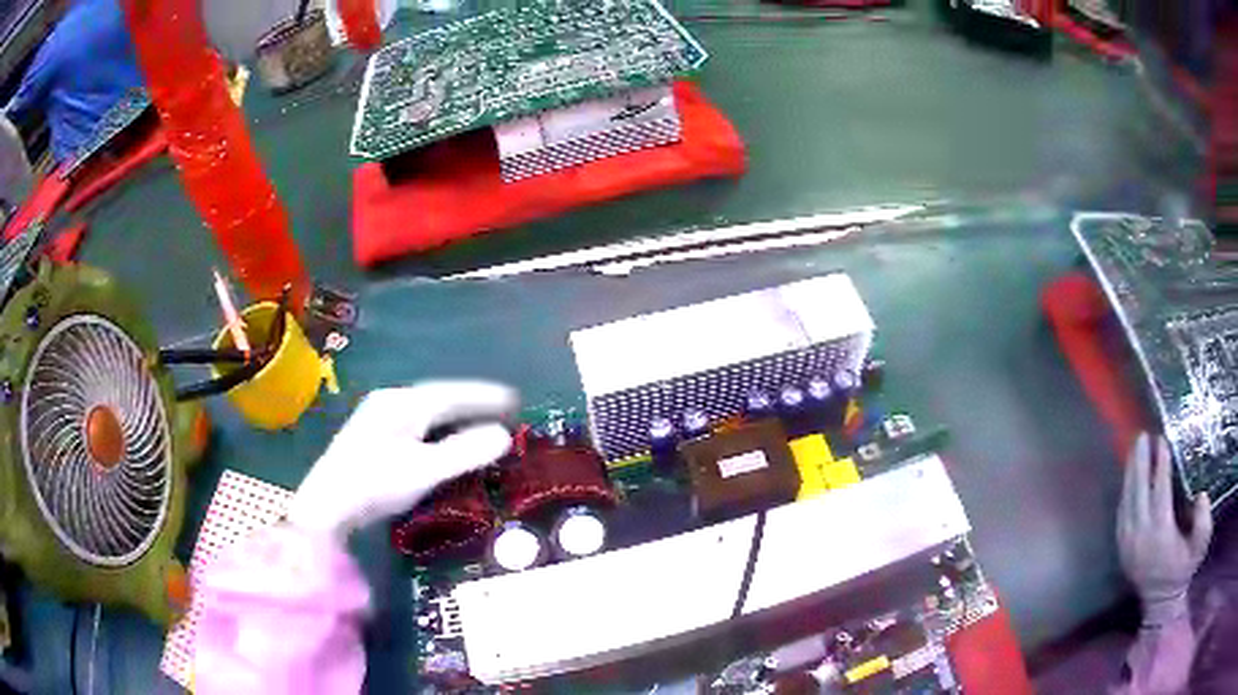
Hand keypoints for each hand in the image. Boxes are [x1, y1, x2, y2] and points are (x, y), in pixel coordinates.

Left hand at [287, 381, 517, 539]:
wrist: (325, 507)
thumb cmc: (375, 484)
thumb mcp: (424, 470)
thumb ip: (465, 452)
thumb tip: (504, 436)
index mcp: (403, 404)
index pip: (452, 394)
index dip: (485, 396)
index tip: (514, 399)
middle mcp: (390, 404)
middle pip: (438, 399)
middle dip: (471, 404)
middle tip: (503, 411)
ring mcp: (377, 420)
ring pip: (425, 413)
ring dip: (454, 418)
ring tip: (479, 425)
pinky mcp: (371, 439)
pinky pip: (415, 426)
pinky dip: (438, 431)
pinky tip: (442, 443)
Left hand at [1117, 433, 1212, 624]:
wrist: (1161, 602)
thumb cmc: (1184, 569)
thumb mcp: (1200, 546)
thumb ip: (1203, 522)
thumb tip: (1201, 495)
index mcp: (1160, 535)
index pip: (1160, 492)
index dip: (1161, 465)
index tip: (1161, 439)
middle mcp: (1141, 538)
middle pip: (1139, 492)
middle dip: (1141, 462)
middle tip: (1143, 435)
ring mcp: (1128, 545)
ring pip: (1127, 502)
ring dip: (1130, 474)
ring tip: (1135, 448)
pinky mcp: (1122, 550)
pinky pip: (1121, 516)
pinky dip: (1125, 493)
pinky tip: (1129, 476)